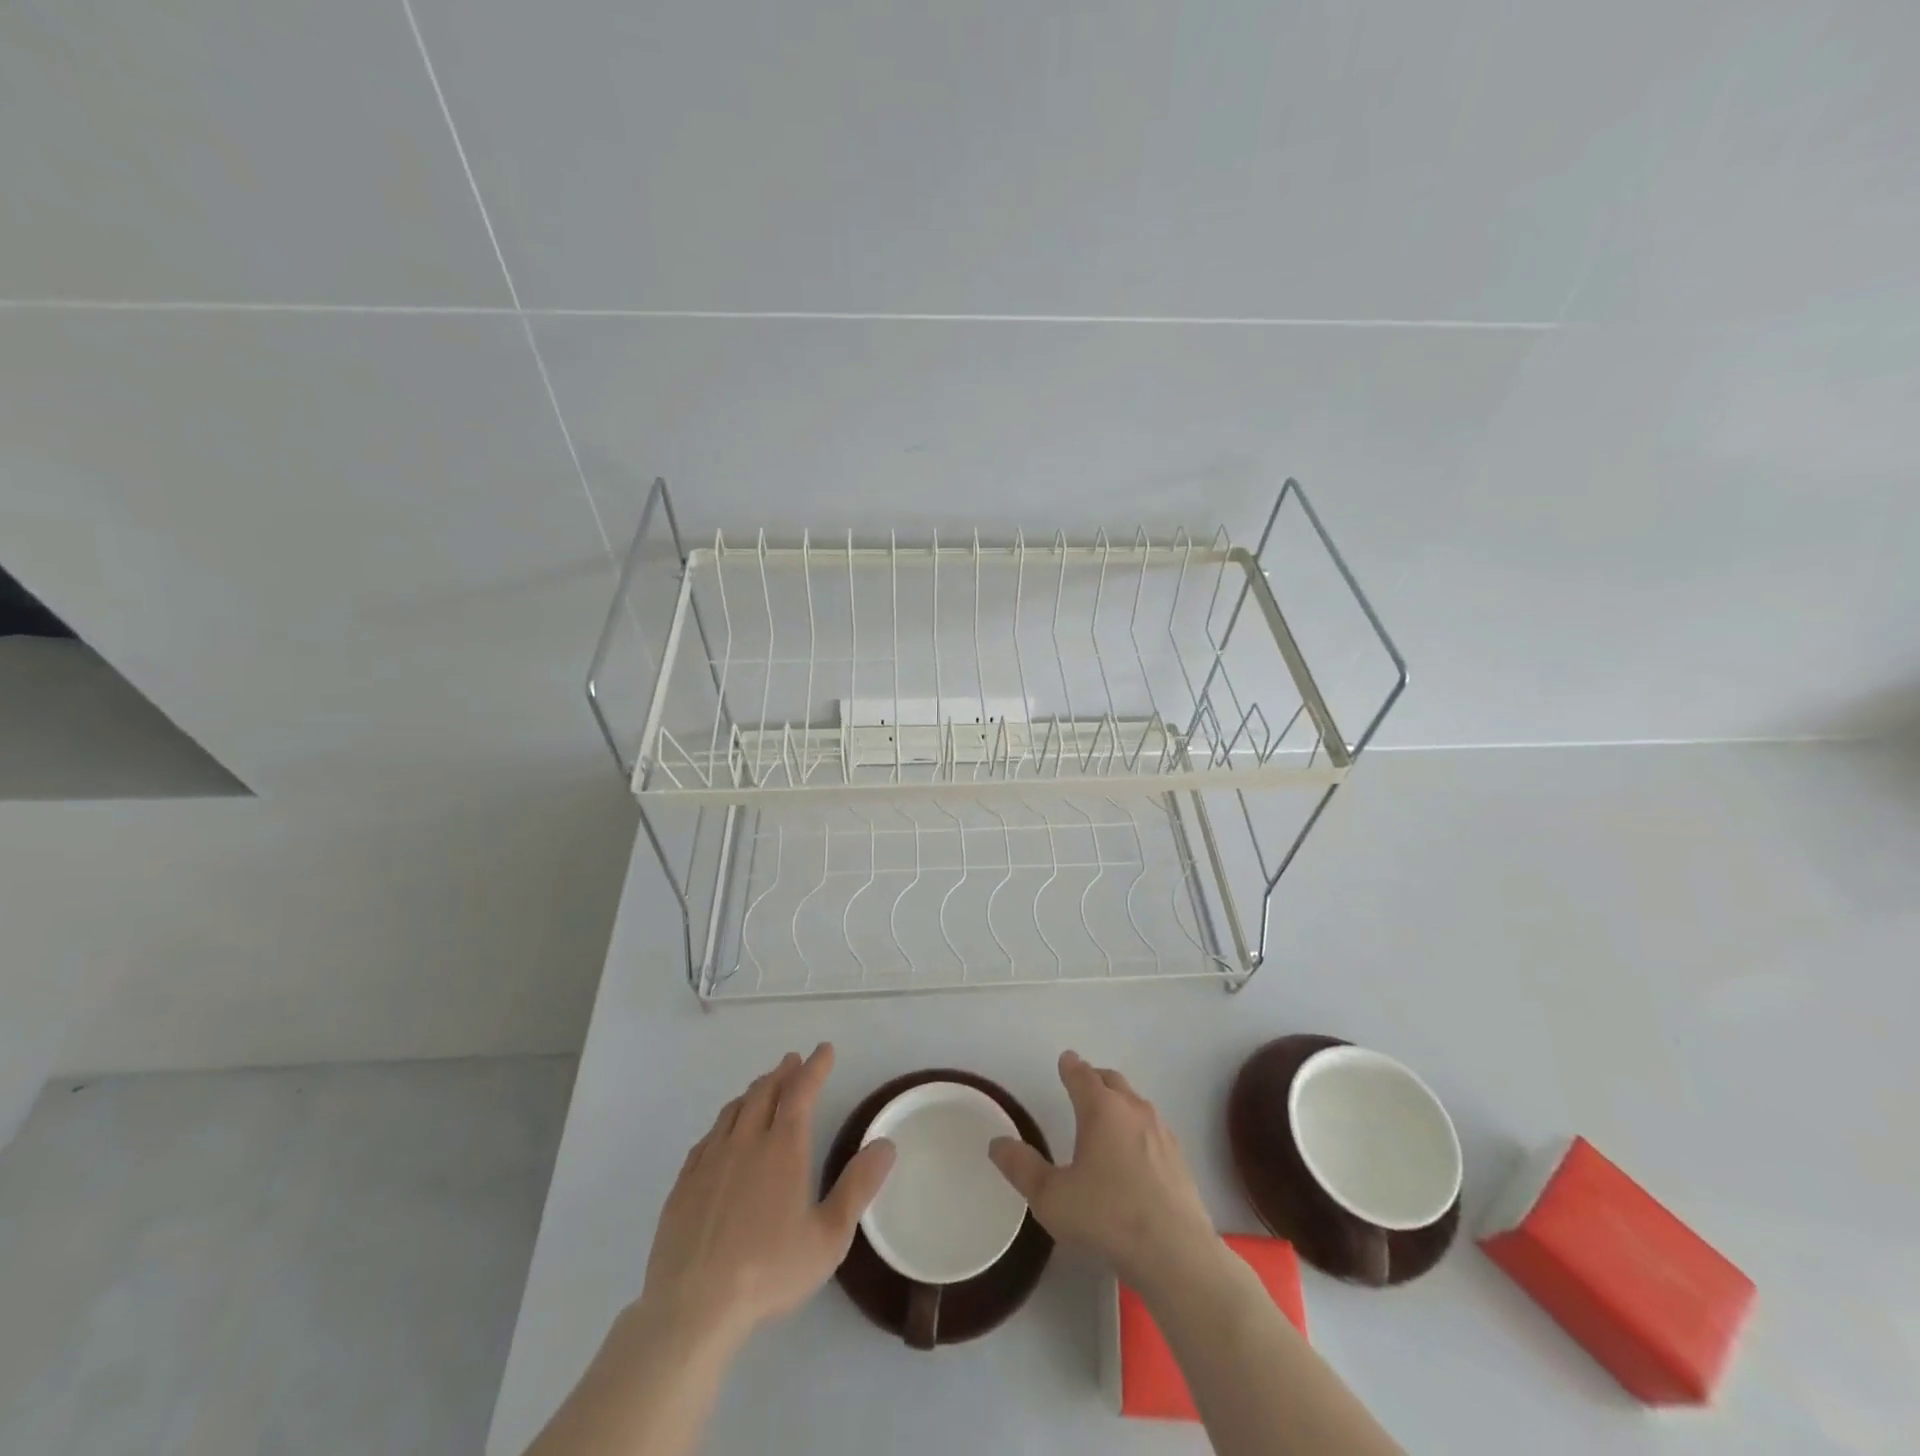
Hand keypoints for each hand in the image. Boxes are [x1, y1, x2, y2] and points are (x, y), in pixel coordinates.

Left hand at [637, 1043, 895, 1351]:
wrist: (692, 1308)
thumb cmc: (769, 1272)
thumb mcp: (828, 1237)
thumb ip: (858, 1187)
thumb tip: (886, 1144)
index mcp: (783, 1149)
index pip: (801, 1092)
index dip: (815, 1067)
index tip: (824, 1050)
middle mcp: (746, 1143)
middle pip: (764, 1093)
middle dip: (783, 1073)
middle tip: (793, 1062)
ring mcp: (710, 1162)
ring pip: (733, 1111)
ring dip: (753, 1092)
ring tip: (762, 1088)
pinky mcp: (683, 1184)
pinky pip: (707, 1138)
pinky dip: (723, 1123)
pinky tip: (723, 1133)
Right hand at [989, 1051, 1216, 1291]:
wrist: (1176, 1253)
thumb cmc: (1107, 1217)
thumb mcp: (1051, 1198)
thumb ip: (1022, 1168)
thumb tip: (997, 1143)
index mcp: (1101, 1109)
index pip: (1082, 1076)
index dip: (1071, 1067)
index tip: (1065, 1060)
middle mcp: (1133, 1110)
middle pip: (1112, 1081)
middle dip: (1095, 1079)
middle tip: (1083, 1084)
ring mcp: (1161, 1133)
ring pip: (1136, 1103)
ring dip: (1119, 1102)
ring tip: (1106, 1118)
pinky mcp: (1180, 1159)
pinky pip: (1153, 1129)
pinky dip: (1138, 1129)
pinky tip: (1134, 1154)